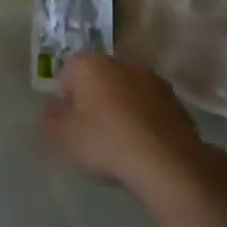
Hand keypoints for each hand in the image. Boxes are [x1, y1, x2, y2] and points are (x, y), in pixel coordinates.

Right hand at [42, 52, 226, 194]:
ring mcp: (152, 80)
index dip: (64, 100)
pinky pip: (149, 107)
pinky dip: (143, 120)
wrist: (167, 163)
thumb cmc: (105, 142)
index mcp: (89, 64)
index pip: (66, 74)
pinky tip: (143, 147)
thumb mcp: (62, 135)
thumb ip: (51, 117)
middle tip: (92, 133)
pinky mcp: (176, 101)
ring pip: (126, 92)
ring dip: (121, 109)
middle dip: (93, 100)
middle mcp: (121, 62)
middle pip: (98, 80)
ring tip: (120, 143)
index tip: (69, 125)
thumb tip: (55, 107)